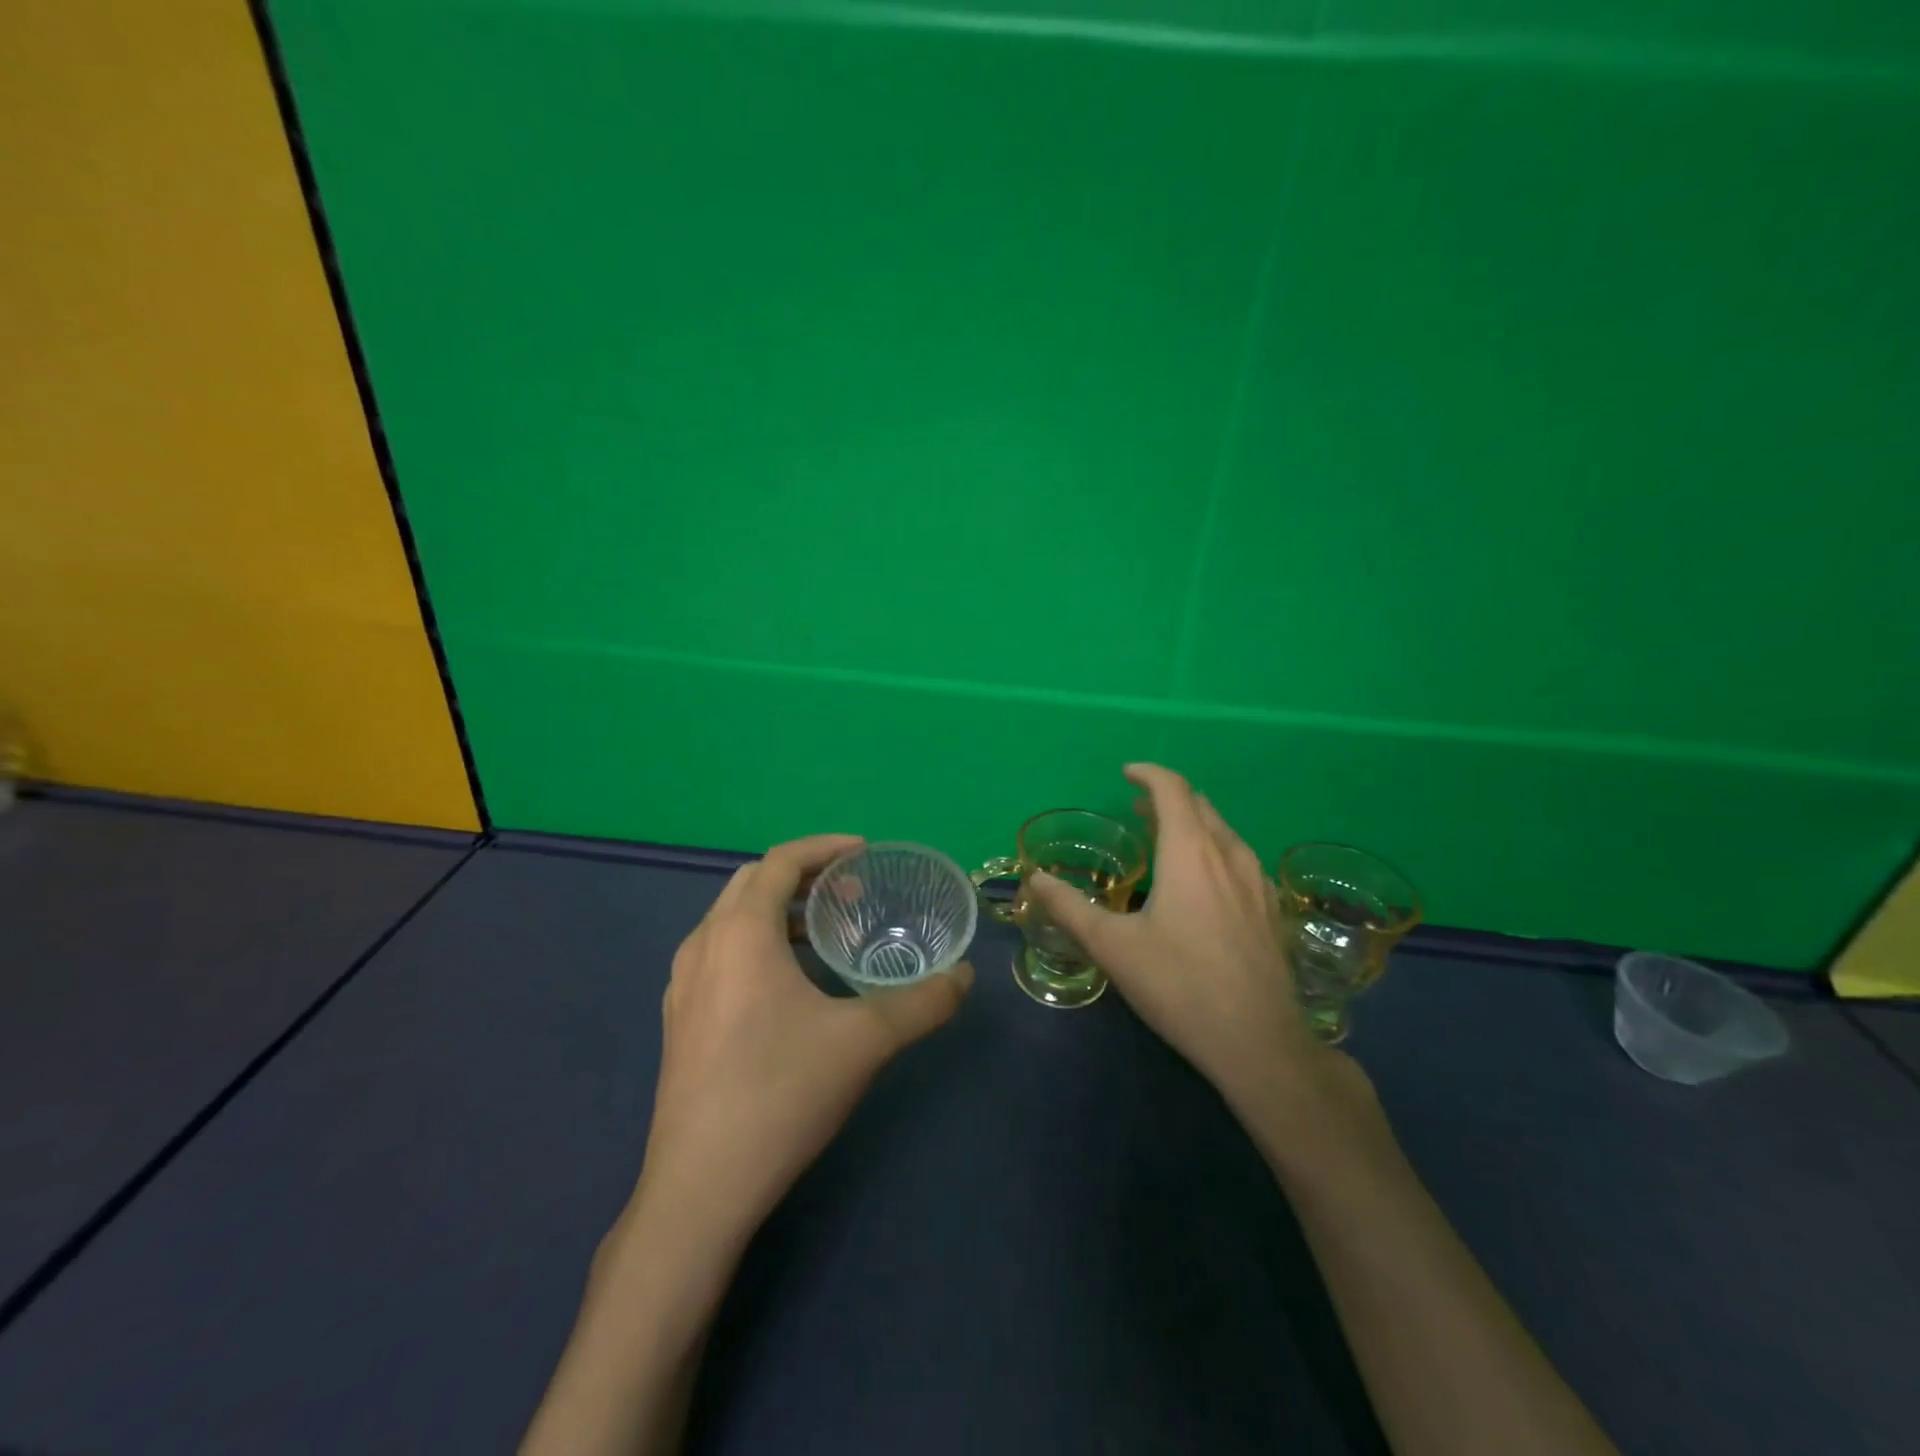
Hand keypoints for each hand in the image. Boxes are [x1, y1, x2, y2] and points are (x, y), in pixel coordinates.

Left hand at [635, 834, 973, 1238]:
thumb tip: (964, 977)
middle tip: (851, 891)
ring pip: (732, 919)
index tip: (865, 853)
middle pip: (752, 882)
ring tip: (826, 932)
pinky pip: (721, 953)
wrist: (700, 1188)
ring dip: (779, 910)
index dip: (824, 848)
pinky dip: (758, 943)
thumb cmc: (781, 1093)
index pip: (780, 861)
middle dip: (803, 875)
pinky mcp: (679, 1019)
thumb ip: (922, 1003)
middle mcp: (703, 945)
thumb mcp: (864, 1041)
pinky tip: (791, 984)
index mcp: (740, 932)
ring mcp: (682, 984)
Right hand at [1028, 764, 1358, 1118]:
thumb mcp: (1113, 947)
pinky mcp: (1271, 908)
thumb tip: (1035, 879)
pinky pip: (1239, 858)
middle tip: (1137, 810)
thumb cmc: (1179, 985)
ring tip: (1165, 840)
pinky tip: (1202, 883)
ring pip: (1223, 831)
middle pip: (1200, 805)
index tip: (1126, 774)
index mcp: (1191, 851)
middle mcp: (1229, 854)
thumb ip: (1070, 908)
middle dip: (1167, 798)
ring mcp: (1258, 881)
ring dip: (1192, 823)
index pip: (1172, 789)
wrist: (1259, 1042)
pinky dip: (1213, 849)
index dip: (1148, 774)